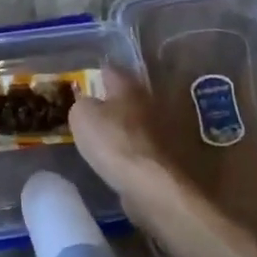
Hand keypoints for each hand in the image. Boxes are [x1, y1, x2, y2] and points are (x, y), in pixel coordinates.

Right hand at [69, 69, 176, 207]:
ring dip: (129, 127)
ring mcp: (166, 129)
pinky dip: (139, 151)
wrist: (155, 186)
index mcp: (129, 85)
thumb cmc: (115, 143)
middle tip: (97, 111)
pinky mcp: (173, 156)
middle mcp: (151, 100)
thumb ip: (82, 104)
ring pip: (141, 121)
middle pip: (129, 95)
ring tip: (110, 138)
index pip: (110, 70)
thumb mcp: (82, 117)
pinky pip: (149, 147)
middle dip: (115, 101)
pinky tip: (125, 160)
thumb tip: (89, 105)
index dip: (95, 75)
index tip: (85, 84)